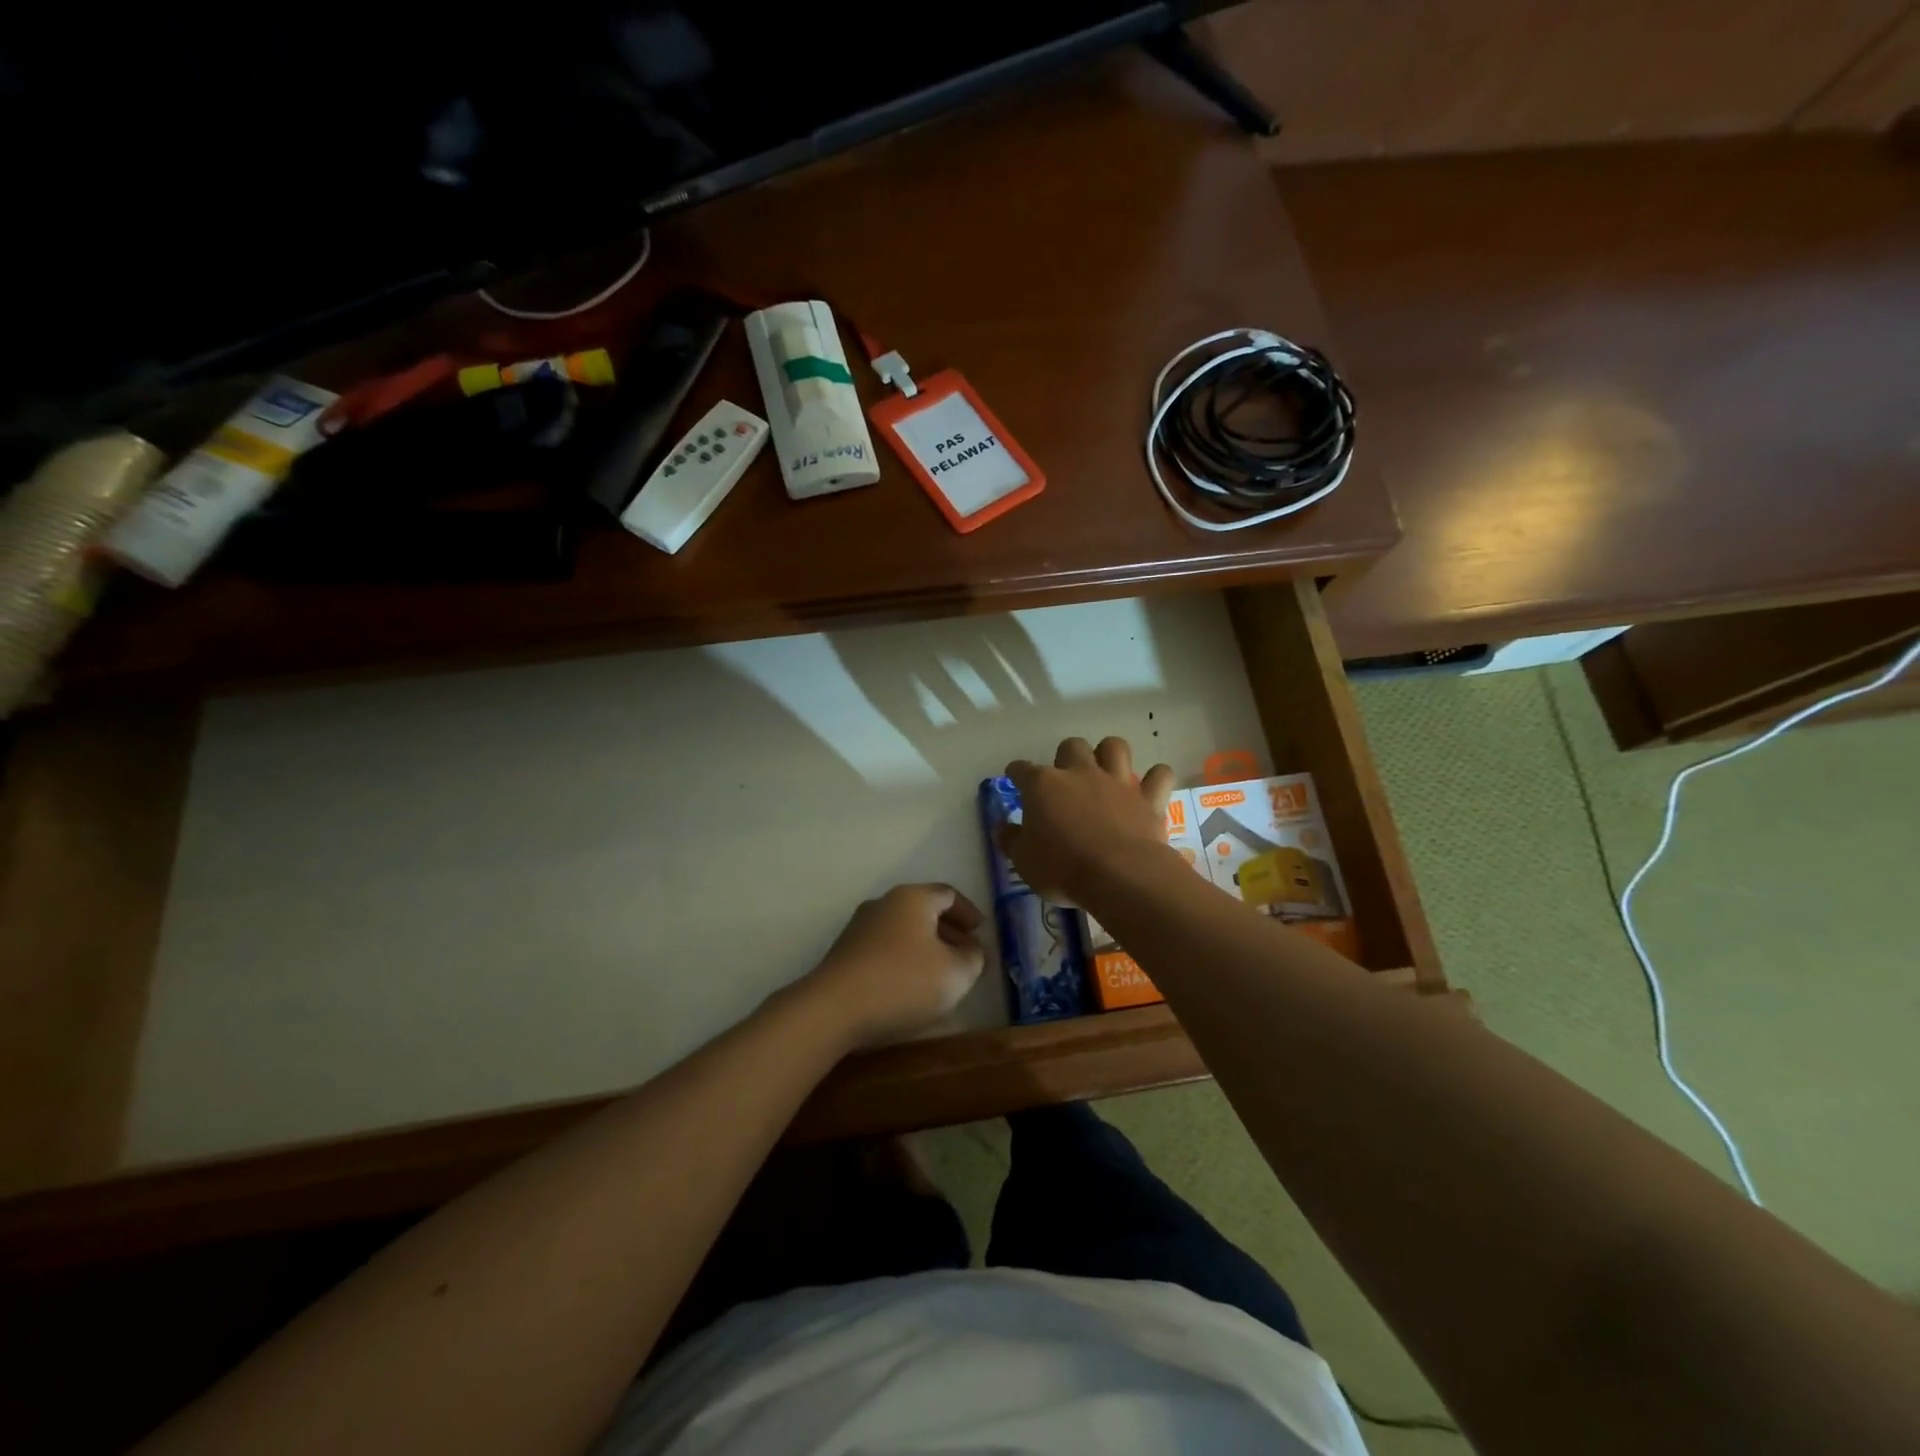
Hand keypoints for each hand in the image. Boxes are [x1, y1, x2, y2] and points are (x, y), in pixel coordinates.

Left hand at [802, 884, 986, 1048]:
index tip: (980, 931)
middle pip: (923, 910)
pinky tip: (909, 986)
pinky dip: (903, 959)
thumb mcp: (955, 974)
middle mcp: (884, 903)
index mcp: (913, 898)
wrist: (833, 1009)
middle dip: (948, 930)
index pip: (948, 894)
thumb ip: (973, 958)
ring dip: (925, 946)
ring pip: (902, 929)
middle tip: (965, 953)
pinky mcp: (845, 952)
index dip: (968, 912)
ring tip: (940, 973)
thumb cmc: (903, 982)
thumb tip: (971, 949)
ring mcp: (860, 927)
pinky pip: (884, 947)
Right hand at [999, 737, 1175, 903]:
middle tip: (1065, 779)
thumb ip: (1010, 840)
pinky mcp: (1148, 798)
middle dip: (1067, 757)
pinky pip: (1159, 775)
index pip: (1021, 769)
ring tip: (1106, 771)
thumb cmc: (1062, 868)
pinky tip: (1150, 788)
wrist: (1119, 876)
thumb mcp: (1024, 861)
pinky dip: (1155, 779)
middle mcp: (1079, 773)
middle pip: (1071, 746)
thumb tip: (1001, 827)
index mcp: (1043, 785)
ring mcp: (1117, 782)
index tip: (1015, 779)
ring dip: (1109, 754)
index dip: (1016, 773)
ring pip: (1114, 746)